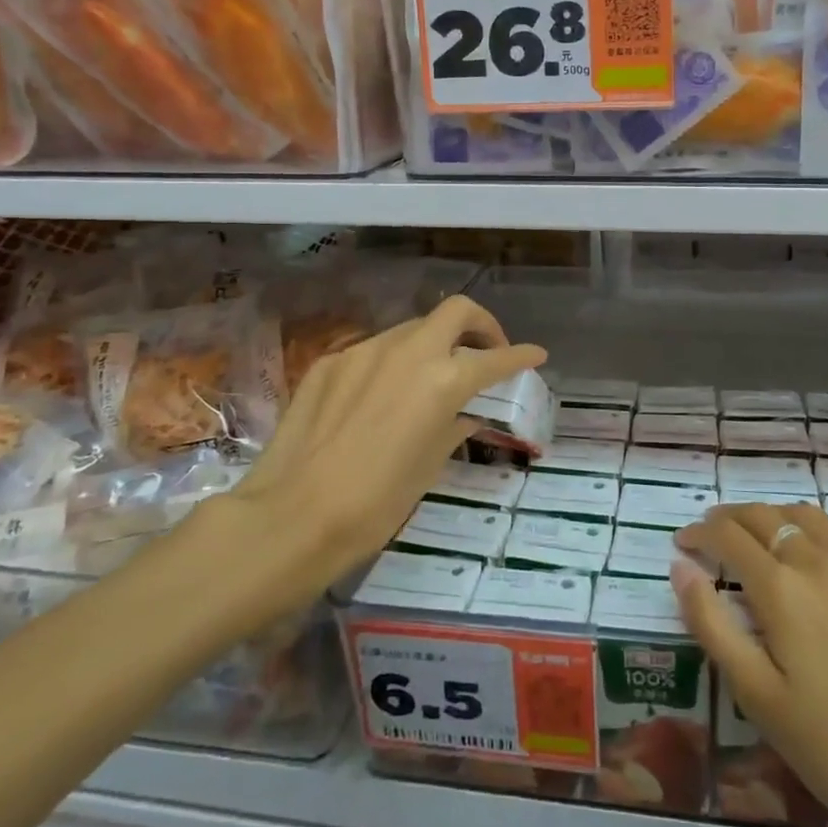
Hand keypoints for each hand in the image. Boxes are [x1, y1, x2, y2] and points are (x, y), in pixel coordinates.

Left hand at [211, 296, 544, 587]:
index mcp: (443, 380)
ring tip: (432, 376)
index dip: (521, 355)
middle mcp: (408, 352)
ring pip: (412, 328)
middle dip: (481, 325)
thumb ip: (454, 426)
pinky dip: (392, 362)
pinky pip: (373, 351)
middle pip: (456, 311)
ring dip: (434, 343)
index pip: (495, 358)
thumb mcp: (429, 465)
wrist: (292, 516)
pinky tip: (383, 395)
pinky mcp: (330, 362)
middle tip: (486, 351)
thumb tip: (465, 414)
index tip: (535, 355)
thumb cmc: (375, 503)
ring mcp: (364, 351)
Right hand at [673, 503, 827, 826]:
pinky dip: (823, 537)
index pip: (727, 535)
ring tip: (768, 539)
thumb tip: (681, 567)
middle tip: (717, 535)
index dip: (699, 533)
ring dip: (777, 519)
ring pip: (810, 517)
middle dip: (732, 519)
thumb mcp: (762, 699)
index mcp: (781, 586)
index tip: (684, 542)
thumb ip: (713, 626)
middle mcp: (821, 557)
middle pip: (766, 516)